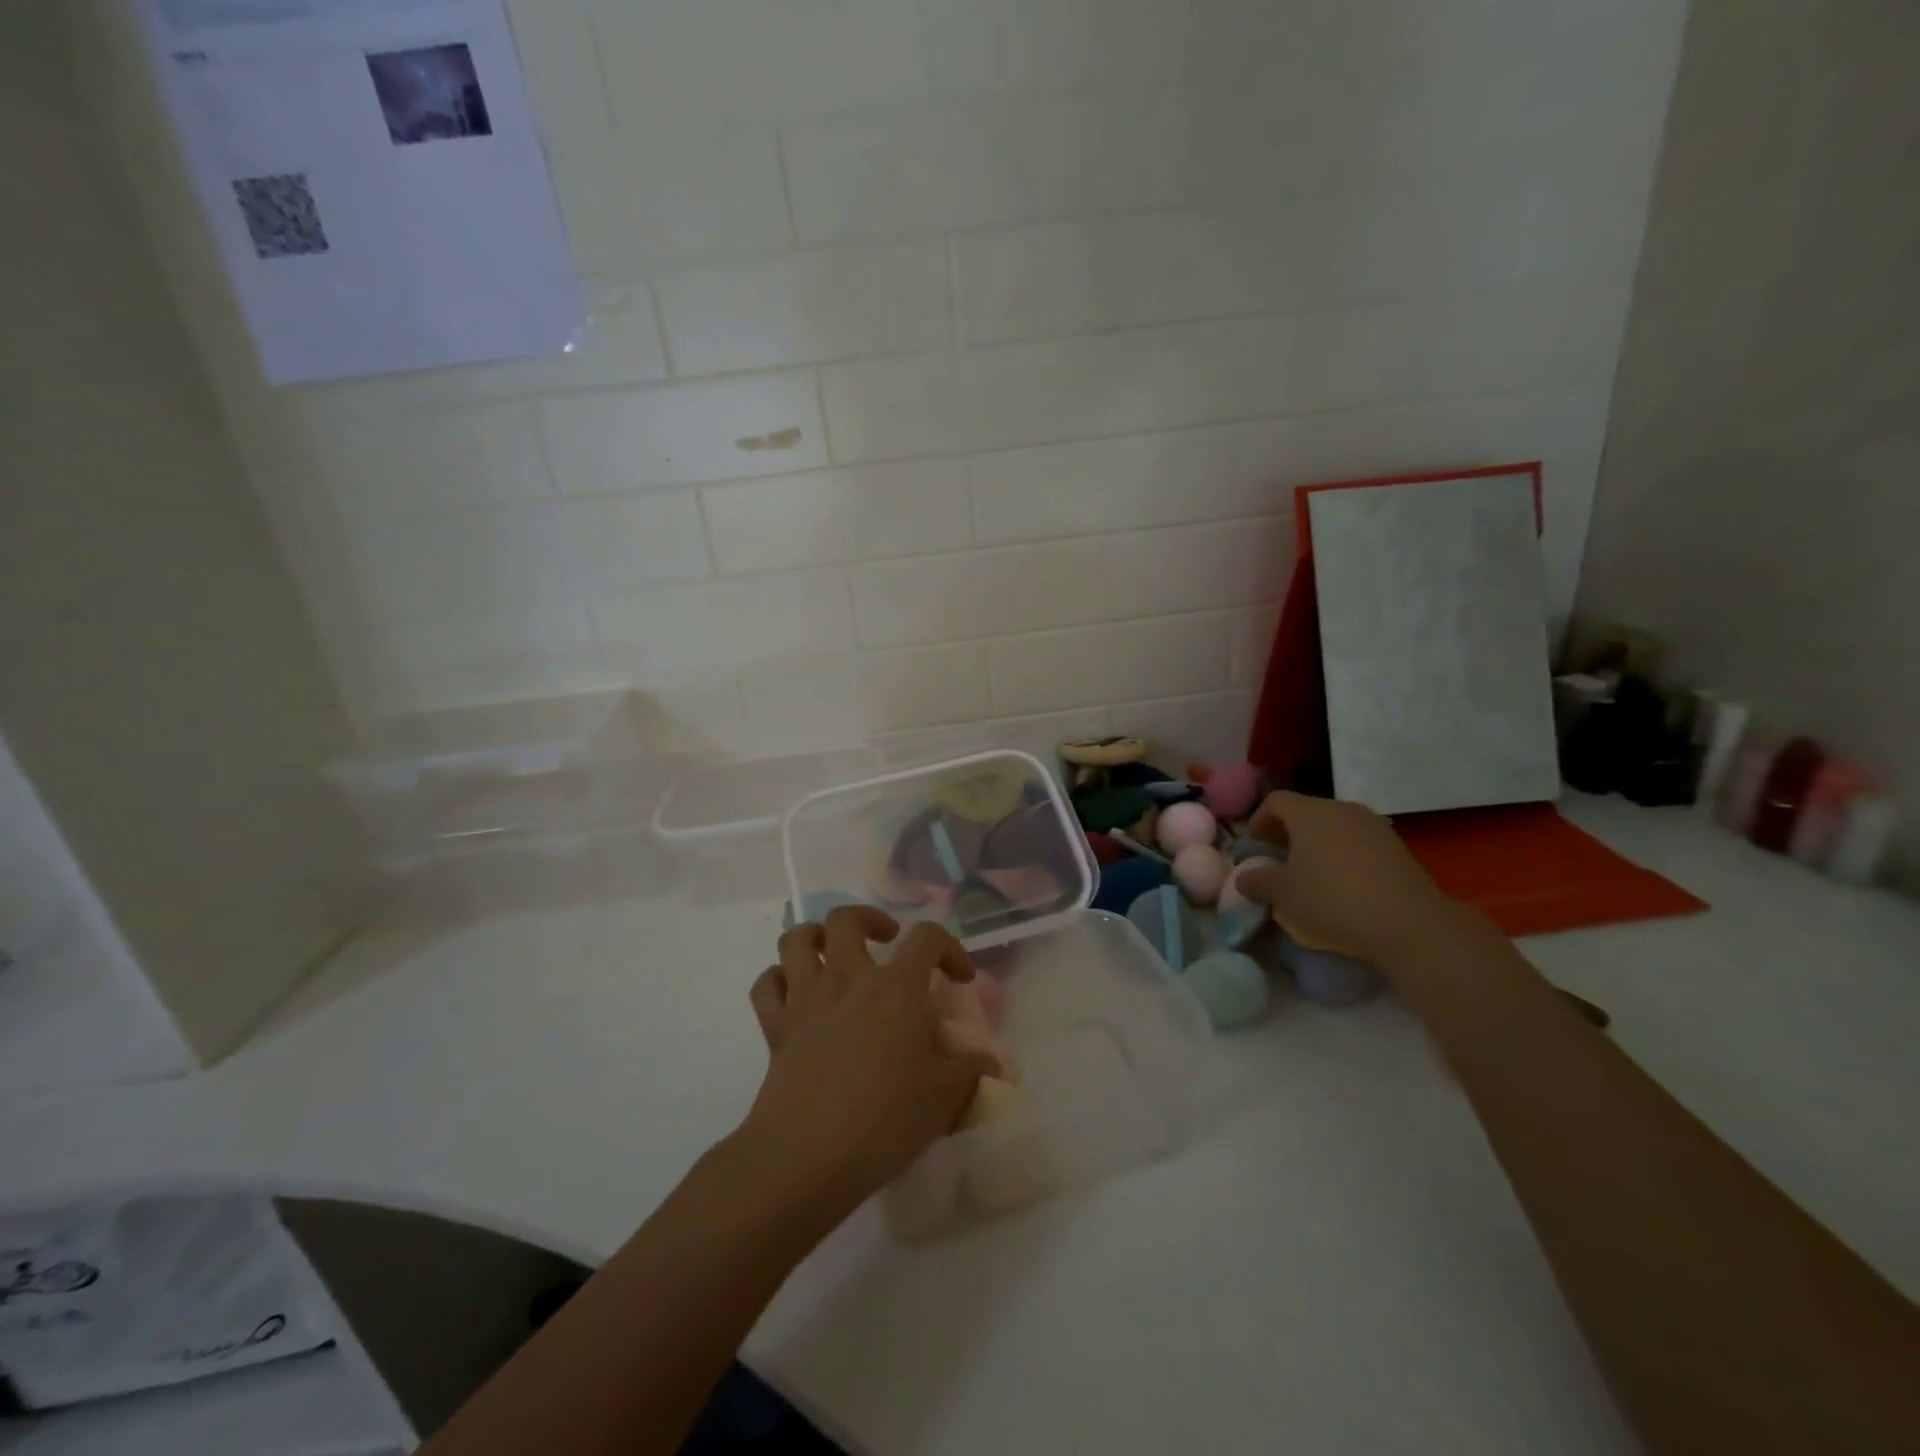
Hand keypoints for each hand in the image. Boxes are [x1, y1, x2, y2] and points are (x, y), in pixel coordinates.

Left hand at [742, 907, 994, 1219]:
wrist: (807, 1157)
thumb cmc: (884, 1121)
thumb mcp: (944, 1098)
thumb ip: (971, 1071)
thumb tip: (989, 1062)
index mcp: (896, 988)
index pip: (927, 937)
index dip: (949, 948)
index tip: (959, 978)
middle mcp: (848, 979)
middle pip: (846, 919)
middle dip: (869, 920)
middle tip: (886, 942)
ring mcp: (806, 999)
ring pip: (797, 940)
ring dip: (816, 937)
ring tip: (835, 955)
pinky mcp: (776, 1028)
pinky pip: (767, 985)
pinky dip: (779, 979)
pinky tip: (796, 994)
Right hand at [1236, 791, 1477, 969]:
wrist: (1410, 923)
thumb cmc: (1333, 899)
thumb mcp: (1283, 894)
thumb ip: (1256, 881)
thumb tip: (1243, 878)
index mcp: (1310, 813)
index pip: (1276, 801)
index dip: (1259, 820)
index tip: (1254, 845)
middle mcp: (1342, 810)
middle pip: (1306, 812)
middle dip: (1287, 833)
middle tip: (1277, 860)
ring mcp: (1374, 827)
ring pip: (1333, 827)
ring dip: (1315, 845)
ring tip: (1308, 875)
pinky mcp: (1396, 848)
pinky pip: (1357, 843)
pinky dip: (1341, 855)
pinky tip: (1341, 885)